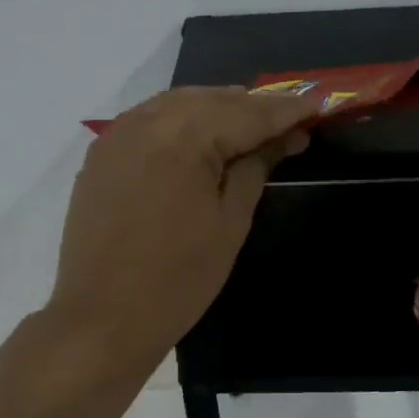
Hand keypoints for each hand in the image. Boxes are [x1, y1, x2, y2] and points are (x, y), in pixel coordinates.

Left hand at [46, 87, 313, 372]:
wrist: (102, 318)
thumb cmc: (178, 279)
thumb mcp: (230, 223)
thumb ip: (255, 167)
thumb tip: (283, 136)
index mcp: (183, 137)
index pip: (246, 112)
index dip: (285, 110)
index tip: (317, 106)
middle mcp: (146, 121)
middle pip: (211, 99)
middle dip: (251, 107)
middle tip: (289, 121)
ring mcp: (116, 135)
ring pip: (177, 104)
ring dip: (216, 108)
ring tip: (250, 127)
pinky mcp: (100, 154)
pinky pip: (149, 120)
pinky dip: (180, 121)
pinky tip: (199, 137)